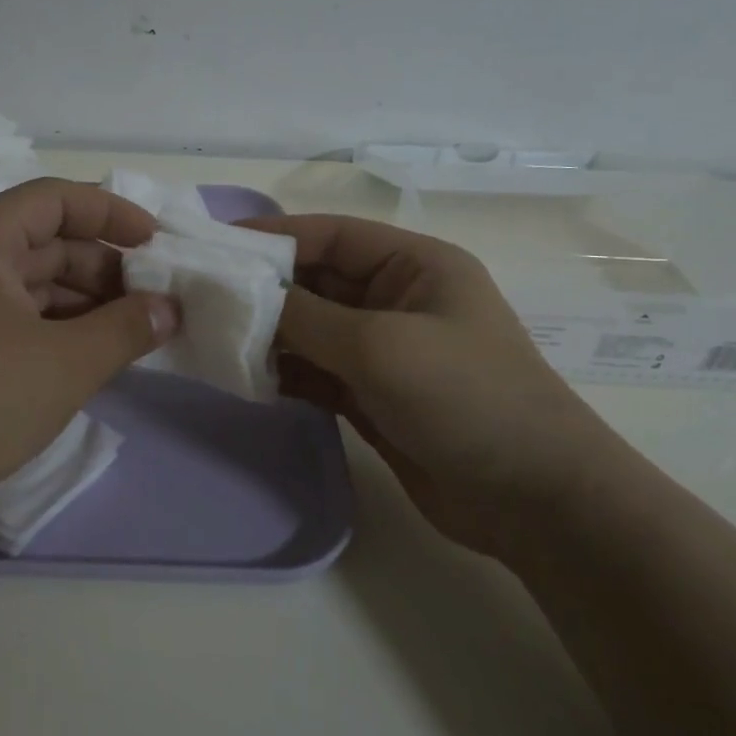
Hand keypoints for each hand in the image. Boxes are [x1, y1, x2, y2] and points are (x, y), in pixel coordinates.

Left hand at [0, 178, 178, 536]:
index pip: (55, 200)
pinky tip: (93, 359)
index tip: (157, 244)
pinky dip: (59, 334)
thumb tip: (170, 308)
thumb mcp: (64, 363)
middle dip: (105, 268)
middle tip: (156, 301)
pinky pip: (18, 323)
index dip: (111, 213)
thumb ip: (126, 329)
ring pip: (34, 287)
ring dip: (86, 305)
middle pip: (47, 243)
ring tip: (136, 334)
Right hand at [244, 214, 627, 557]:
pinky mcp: (373, 396)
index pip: (330, 236)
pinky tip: (247, 378)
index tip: (214, 247)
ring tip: (214, 339)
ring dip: (269, 335)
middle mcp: (397, 299)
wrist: (534, 499)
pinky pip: (316, 372)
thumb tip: (247, 298)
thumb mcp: (380, 345)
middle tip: (201, 298)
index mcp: (414, 265)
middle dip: (263, 290)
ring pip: (311, 330)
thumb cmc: (466, 398)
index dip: (273, 236)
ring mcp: (385, 351)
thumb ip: (306, 318)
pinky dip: (285, 373)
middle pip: (316, 282)